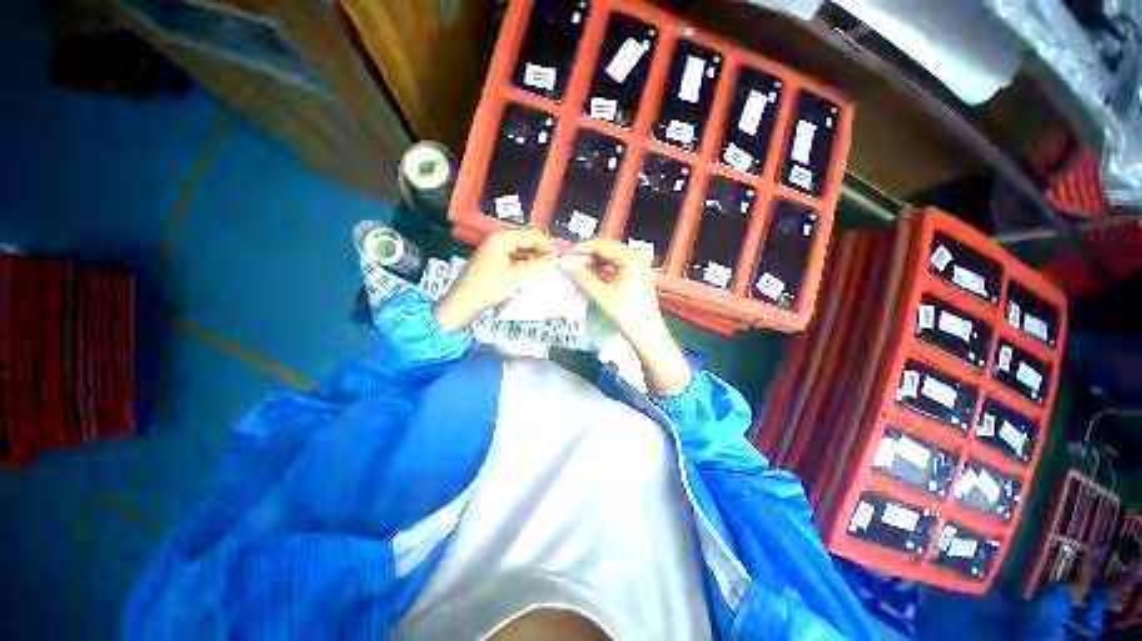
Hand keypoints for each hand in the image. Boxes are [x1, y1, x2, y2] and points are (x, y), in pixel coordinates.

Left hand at [435, 229, 554, 331]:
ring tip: (546, 269)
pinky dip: (526, 263)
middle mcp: (498, 239)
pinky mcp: (494, 261)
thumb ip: (539, 265)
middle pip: (527, 240)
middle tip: (555, 264)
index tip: (559, 260)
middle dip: (542, 251)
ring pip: (522, 249)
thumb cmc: (489, 288)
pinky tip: (533, 273)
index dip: (548, 246)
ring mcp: (495, 249)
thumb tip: (555, 258)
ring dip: (535, 258)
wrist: (464, 304)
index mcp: (502, 237)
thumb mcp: (517, 277)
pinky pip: (516, 257)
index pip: (532, 234)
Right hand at [559, 240, 690, 394]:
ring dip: (591, 264)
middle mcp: (636, 257)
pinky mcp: (635, 278)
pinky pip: (613, 269)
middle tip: (567, 262)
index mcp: (632, 257)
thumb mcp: (600, 295)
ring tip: (574, 270)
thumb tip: (562, 263)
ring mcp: (637, 268)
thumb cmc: (626, 315)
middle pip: (605, 251)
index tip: (563, 255)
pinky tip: (587, 277)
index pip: (601, 245)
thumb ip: (581, 277)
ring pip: (609, 260)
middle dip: (585, 256)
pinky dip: (600, 272)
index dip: (580, 249)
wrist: (647, 337)